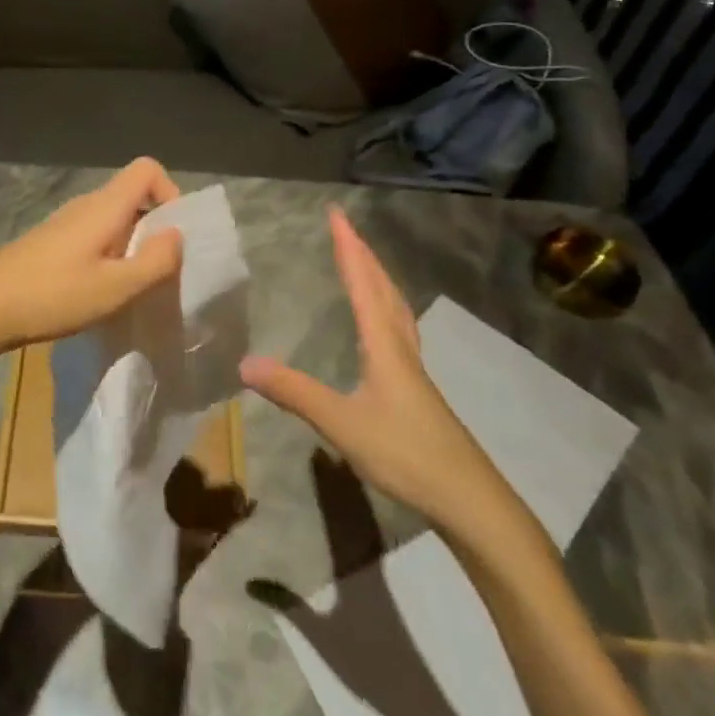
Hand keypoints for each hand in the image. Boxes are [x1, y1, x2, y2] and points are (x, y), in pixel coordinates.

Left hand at [0, 157, 184, 366]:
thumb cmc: (53, 295)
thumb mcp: (115, 288)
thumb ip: (155, 261)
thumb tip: (178, 234)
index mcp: (104, 206)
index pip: (147, 169)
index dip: (170, 193)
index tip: (172, 237)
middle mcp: (85, 205)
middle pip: (132, 196)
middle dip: (154, 228)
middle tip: (156, 273)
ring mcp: (63, 222)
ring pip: (112, 220)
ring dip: (130, 246)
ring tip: (127, 288)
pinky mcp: (49, 242)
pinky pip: (92, 236)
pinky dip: (107, 255)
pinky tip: (96, 292)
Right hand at [238, 207, 520, 538]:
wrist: (471, 501)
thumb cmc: (407, 455)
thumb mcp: (342, 424)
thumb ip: (294, 392)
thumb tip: (244, 363)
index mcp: (384, 346)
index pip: (363, 285)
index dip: (348, 248)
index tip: (337, 214)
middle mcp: (401, 348)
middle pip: (384, 289)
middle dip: (363, 254)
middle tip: (345, 227)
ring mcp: (413, 370)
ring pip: (396, 309)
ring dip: (377, 278)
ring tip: (363, 262)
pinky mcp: (417, 390)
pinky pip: (398, 330)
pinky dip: (385, 308)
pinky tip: (381, 325)